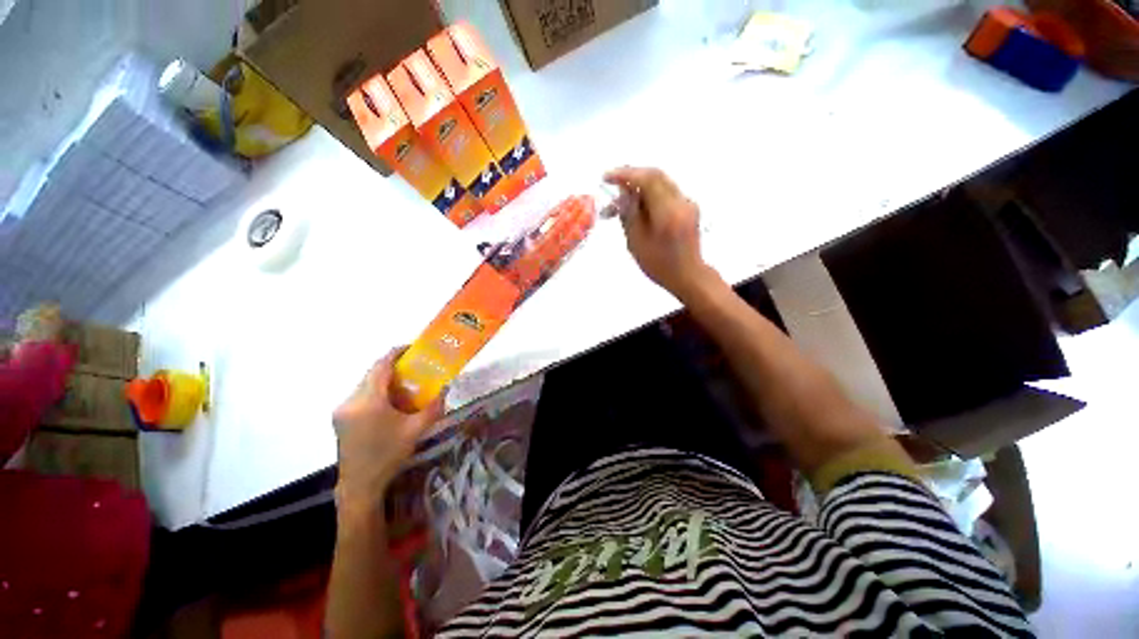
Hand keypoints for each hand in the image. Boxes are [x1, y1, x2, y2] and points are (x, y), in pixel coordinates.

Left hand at [333, 348, 443, 511]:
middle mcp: (350, 401)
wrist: (360, 484)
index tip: (412, 348)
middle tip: (415, 367)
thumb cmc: (389, 455)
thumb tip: (446, 388)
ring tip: (405, 384)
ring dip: (384, 380)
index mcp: (368, 401)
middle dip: (393, 367)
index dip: (396, 353)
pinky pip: (360, 395)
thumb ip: (433, 407)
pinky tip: (390, 403)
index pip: (380, 366)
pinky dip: (376, 392)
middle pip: (372, 373)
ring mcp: (342, 410)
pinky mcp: (340, 418)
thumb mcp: (416, 430)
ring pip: (365, 384)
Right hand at [604, 167, 717, 300]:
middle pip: (655, 176)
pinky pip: (666, 193)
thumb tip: (622, 193)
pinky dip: (650, 195)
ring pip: (660, 183)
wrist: (688, 275)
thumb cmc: (659, 265)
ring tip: (621, 202)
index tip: (606, 178)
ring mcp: (687, 203)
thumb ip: (629, 215)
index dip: (625, 174)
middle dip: (631, 176)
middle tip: (612, 185)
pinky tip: (638, 208)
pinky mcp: (688, 208)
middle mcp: (681, 202)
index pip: (647, 180)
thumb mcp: (636, 243)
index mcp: (667, 212)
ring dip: (639, 187)